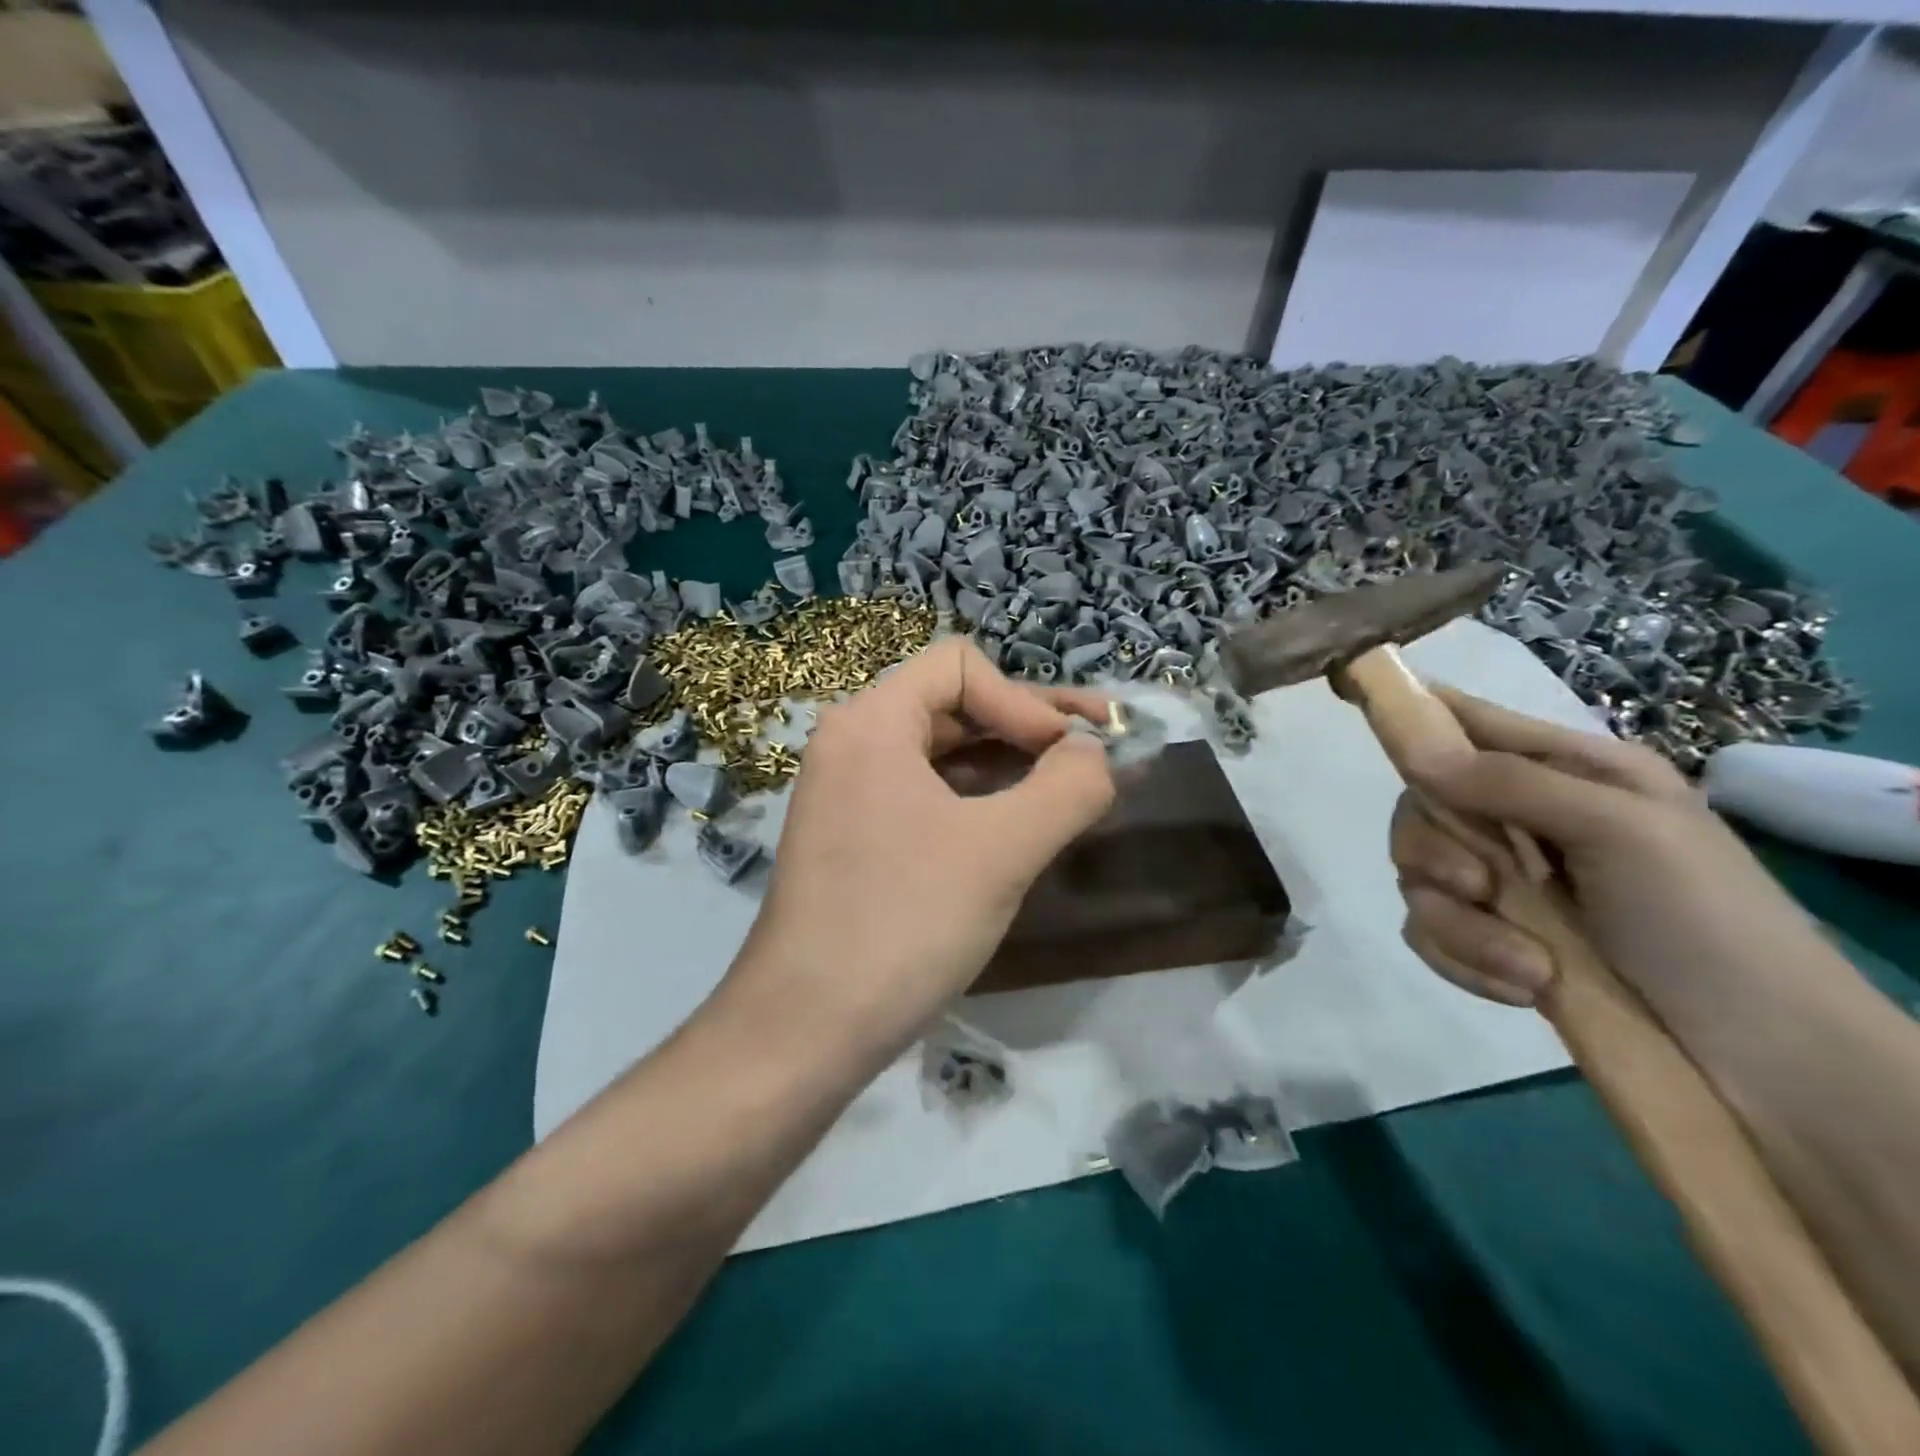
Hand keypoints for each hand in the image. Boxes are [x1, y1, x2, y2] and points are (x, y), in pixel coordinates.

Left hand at [725, 638, 1115, 1066]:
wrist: (804, 1030)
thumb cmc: (903, 924)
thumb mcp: (1002, 851)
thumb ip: (1067, 788)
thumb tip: (1098, 754)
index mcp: (872, 722)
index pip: (961, 665)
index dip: (1025, 699)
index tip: (1069, 753)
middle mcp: (853, 743)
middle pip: (955, 705)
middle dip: (1030, 725)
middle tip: (1100, 751)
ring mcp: (850, 793)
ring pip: (944, 754)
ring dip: (1011, 764)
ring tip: (1073, 789)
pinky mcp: (857, 838)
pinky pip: (928, 795)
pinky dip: (979, 801)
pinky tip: (1021, 826)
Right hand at [1391, 690, 1835, 1038]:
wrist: (1760, 1059)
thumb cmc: (1705, 918)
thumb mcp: (1621, 829)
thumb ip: (1511, 782)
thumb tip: (1412, 749)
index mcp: (1560, 771)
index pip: (1463, 721)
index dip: (1406, 709)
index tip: (1345, 694)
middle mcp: (1519, 818)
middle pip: (1418, 806)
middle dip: (1431, 850)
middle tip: (1477, 885)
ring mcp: (1501, 884)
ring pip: (1416, 877)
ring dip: (1461, 924)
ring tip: (1528, 965)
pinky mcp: (1487, 940)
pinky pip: (1429, 932)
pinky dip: (1465, 960)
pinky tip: (1527, 988)